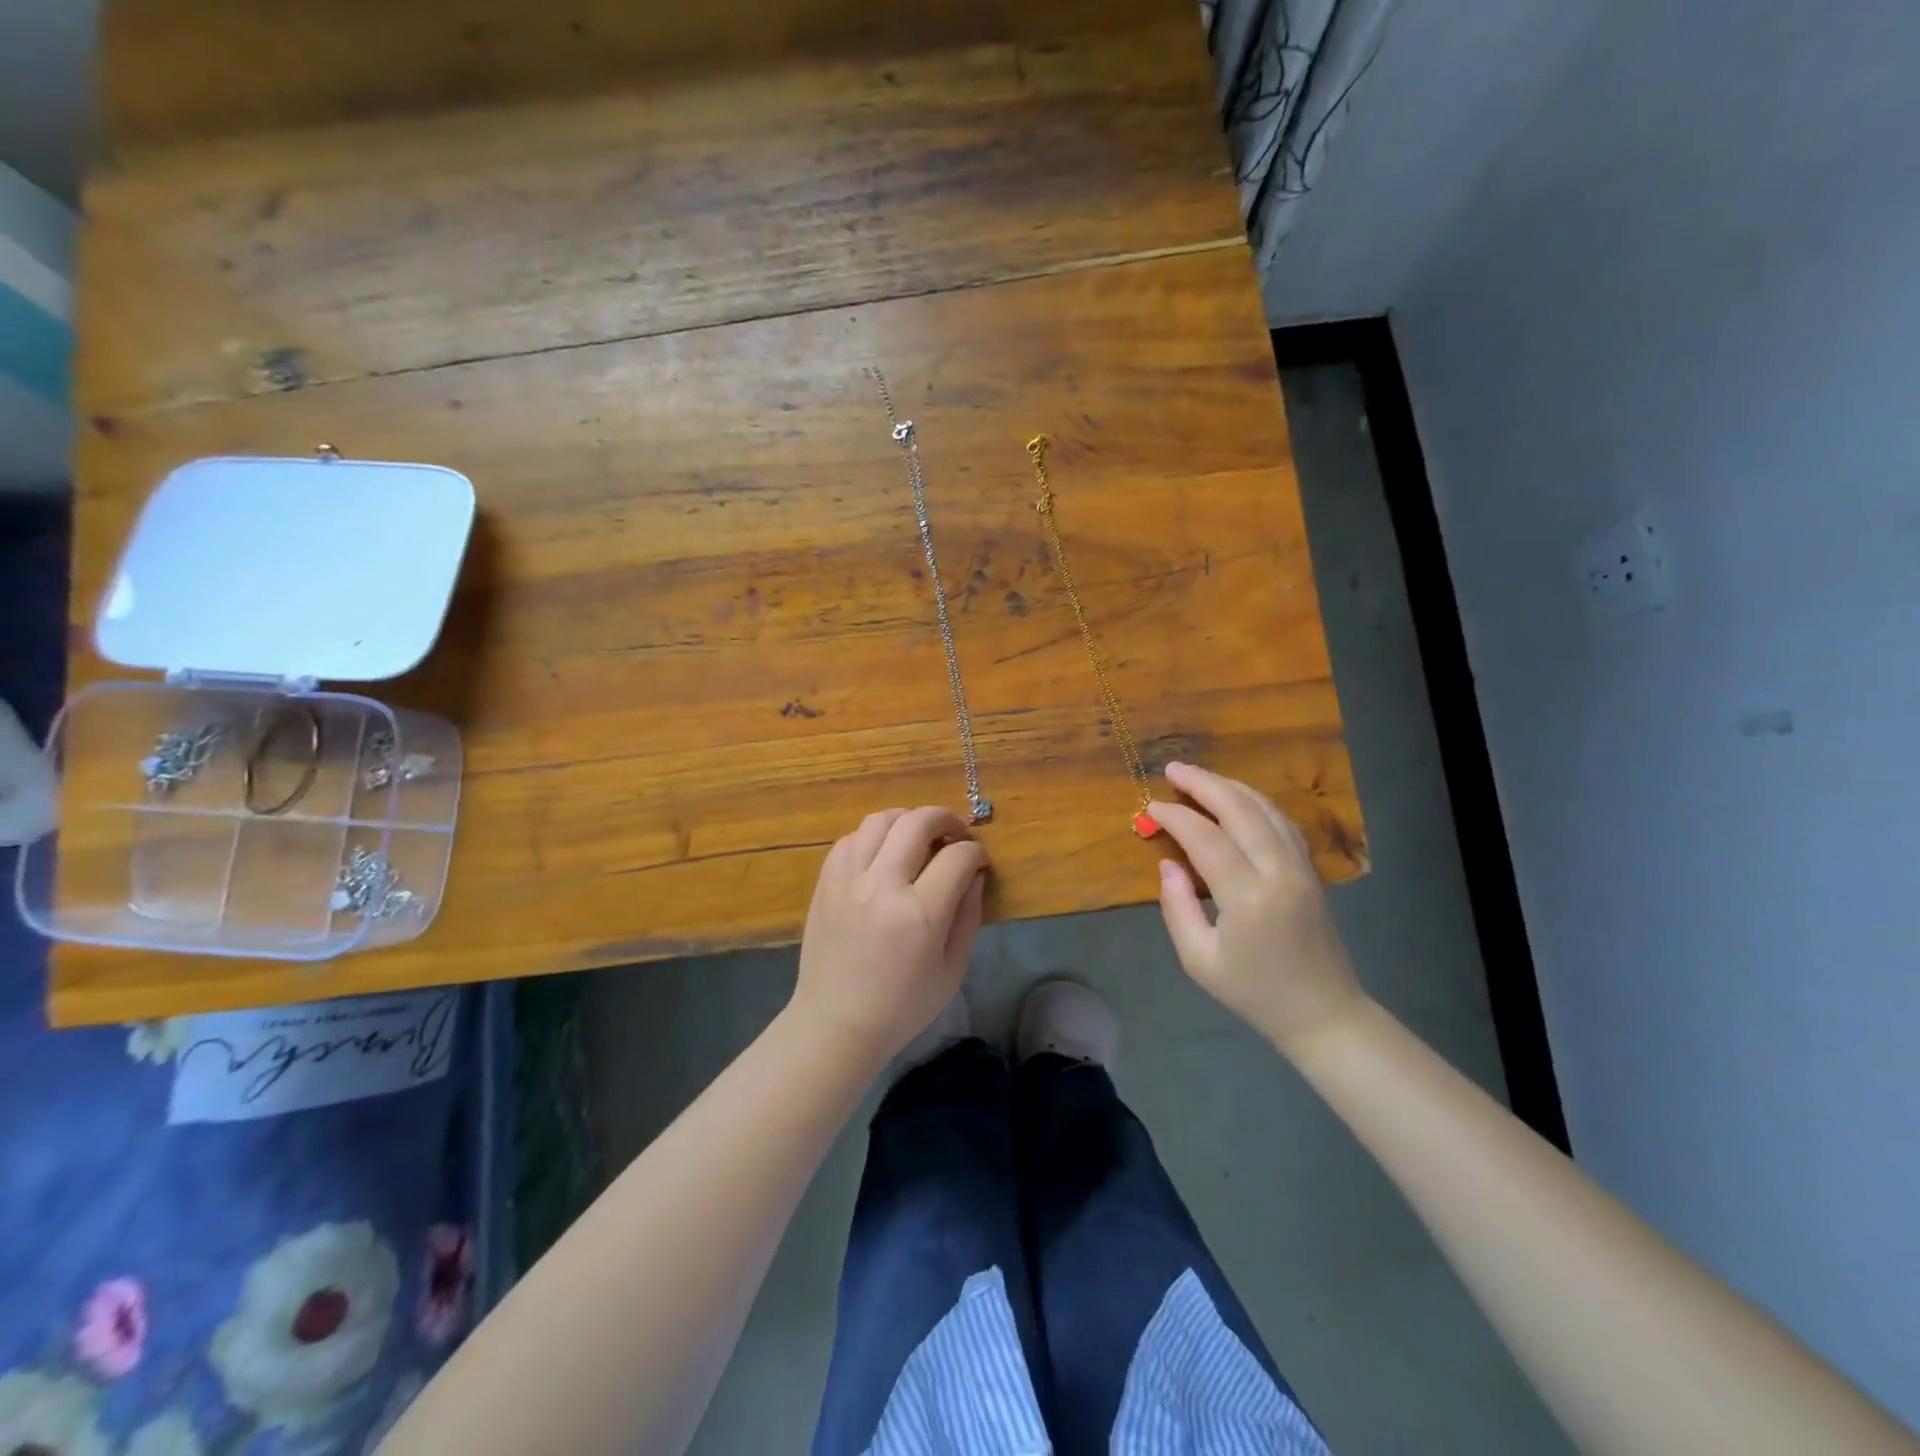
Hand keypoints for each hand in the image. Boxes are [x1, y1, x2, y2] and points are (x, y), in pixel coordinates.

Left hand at [790, 806, 988, 1068]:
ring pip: (880, 820)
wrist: (837, 1024)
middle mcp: (882, 886)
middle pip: (918, 822)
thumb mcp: (953, 968)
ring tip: (918, 836)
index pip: (957, 856)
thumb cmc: (903, 1005)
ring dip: (907, 820)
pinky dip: (873, 836)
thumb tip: (975, 873)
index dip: (976, 852)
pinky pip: (850, 838)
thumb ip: (969, 914)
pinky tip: (884, 853)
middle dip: (946, 820)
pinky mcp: (825, 882)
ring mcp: (848, 880)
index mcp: (920, 913)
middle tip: (955, 834)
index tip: (978, 861)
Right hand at [1149, 762, 1364, 1054]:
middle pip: (1240, 809)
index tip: (1150, 807)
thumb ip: (1177, 907)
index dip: (1175, 817)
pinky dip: (1254, 801)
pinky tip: (1235, 797)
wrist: (1322, 1012)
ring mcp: (1300, 866)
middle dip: (1203, 783)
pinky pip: (1281, 820)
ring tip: (1197, 777)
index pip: (1206, 838)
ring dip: (1229, 786)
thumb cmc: (1253, 992)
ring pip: (1264, 808)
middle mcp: (1278, 871)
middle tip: (1172, 769)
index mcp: (1248, 897)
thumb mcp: (1199, 961)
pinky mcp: (1310, 868)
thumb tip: (1169, 863)